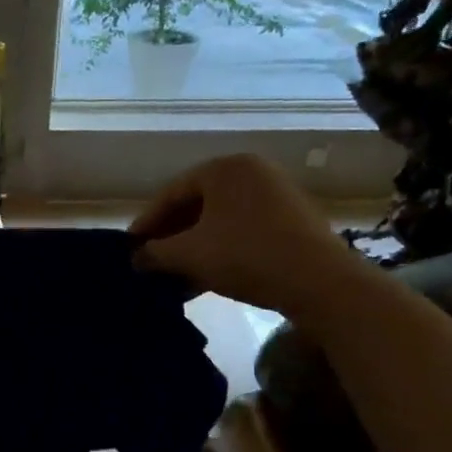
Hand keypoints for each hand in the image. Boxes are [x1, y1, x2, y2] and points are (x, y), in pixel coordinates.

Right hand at [130, 154, 363, 318]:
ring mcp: (276, 196)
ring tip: (173, 275)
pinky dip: (220, 250)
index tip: (130, 247)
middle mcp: (252, 172)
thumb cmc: (246, 255)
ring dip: (194, 247)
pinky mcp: (292, 221)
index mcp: (225, 168)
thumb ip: (156, 253)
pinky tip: (204, 278)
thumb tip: (136, 258)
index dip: (147, 222)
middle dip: (171, 236)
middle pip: (197, 204)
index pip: (172, 192)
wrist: (320, 283)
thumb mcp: (190, 254)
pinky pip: (243, 231)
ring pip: (220, 221)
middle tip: (150, 260)